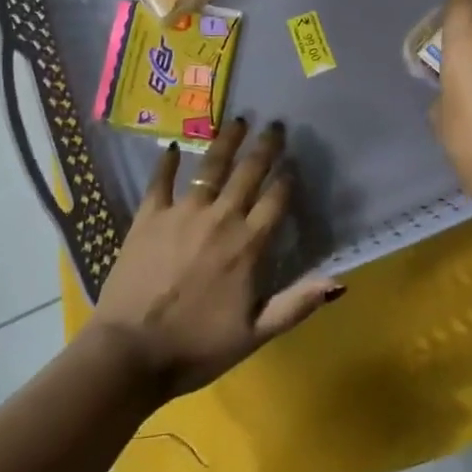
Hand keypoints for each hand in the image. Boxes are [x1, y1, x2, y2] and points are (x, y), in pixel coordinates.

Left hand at [88, 118, 342, 398]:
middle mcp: (220, 218)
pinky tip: (174, 146)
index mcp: (248, 245)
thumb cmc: (197, 347)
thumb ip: (297, 304)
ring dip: (227, 141)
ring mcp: (183, 212)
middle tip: (275, 125)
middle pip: (249, 173)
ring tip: (238, 120)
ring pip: (211, 166)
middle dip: (265, 147)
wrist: (131, 351)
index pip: (276, 200)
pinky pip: (161, 180)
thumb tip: (340, 283)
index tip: (293, 163)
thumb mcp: (255, 334)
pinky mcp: (150, 215)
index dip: (287, 179)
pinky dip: (169, 161)